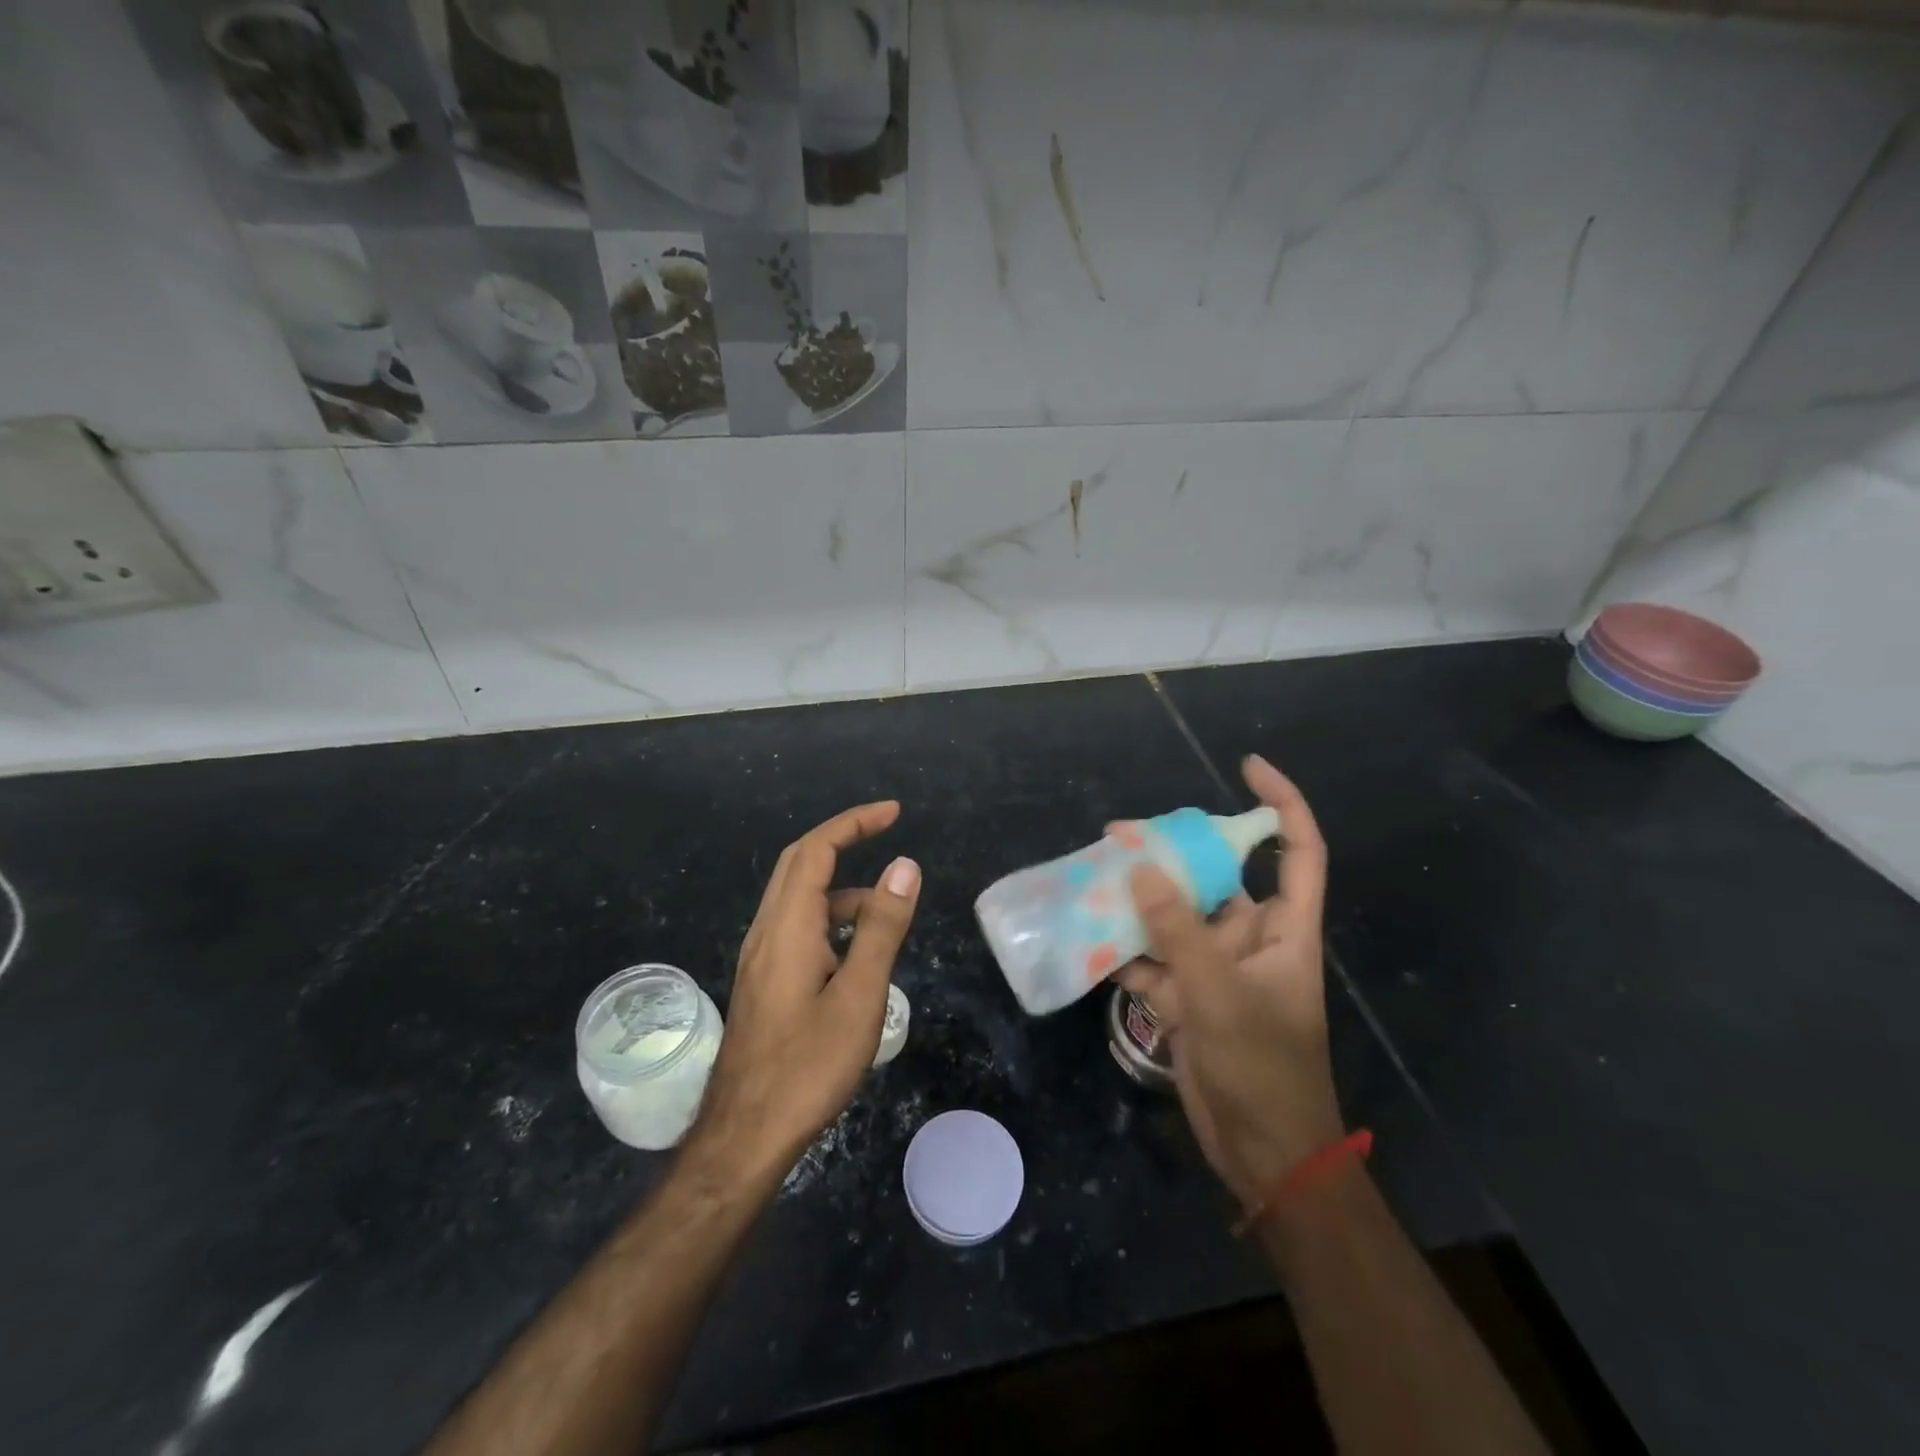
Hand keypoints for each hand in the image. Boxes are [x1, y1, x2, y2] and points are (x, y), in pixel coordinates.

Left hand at [690, 801, 921, 1185]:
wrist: (745, 1135)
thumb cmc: (808, 1066)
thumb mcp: (860, 995)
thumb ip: (882, 927)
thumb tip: (904, 866)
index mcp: (787, 927)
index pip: (816, 851)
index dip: (853, 824)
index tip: (892, 813)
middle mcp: (766, 932)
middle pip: (799, 864)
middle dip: (843, 840)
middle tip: (888, 832)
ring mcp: (760, 958)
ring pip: (799, 900)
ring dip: (842, 889)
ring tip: (888, 914)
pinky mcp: (763, 982)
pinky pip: (797, 928)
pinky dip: (830, 920)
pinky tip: (856, 954)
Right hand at [1121, 757, 1344, 1208]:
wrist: (1263, 1154)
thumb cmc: (1262, 1068)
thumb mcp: (1220, 994)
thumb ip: (1179, 931)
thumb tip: (1140, 868)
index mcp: (1284, 930)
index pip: (1296, 850)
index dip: (1279, 804)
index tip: (1246, 768)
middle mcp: (1252, 941)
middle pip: (1215, 880)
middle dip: (1171, 855)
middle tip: (1118, 836)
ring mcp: (1217, 970)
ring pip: (1175, 918)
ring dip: (1138, 902)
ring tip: (1091, 877)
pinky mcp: (1188, 999)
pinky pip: (1152, 959)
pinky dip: (1124, 951)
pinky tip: (1087, 937)